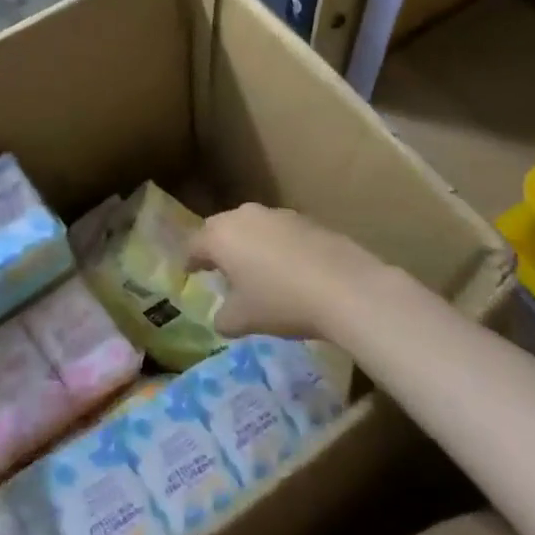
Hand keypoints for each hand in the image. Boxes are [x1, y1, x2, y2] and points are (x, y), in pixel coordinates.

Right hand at [189, 204, 391, 340]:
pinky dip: (276, 245)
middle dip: (217, 246)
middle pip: (221, 228)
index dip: (189, 261)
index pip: (194, 245)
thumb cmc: (281, 302)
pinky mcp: (306, 219)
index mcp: (220, 236)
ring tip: (255, 268)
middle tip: (219, 267)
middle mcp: (244, 216)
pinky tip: (287, 268)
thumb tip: (221, 318)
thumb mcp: (244, 320)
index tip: (189, 272)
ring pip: (252, 226)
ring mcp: (277, 214)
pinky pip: (279, 231)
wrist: (345, 287)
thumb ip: (223, 318)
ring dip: (248, 244)